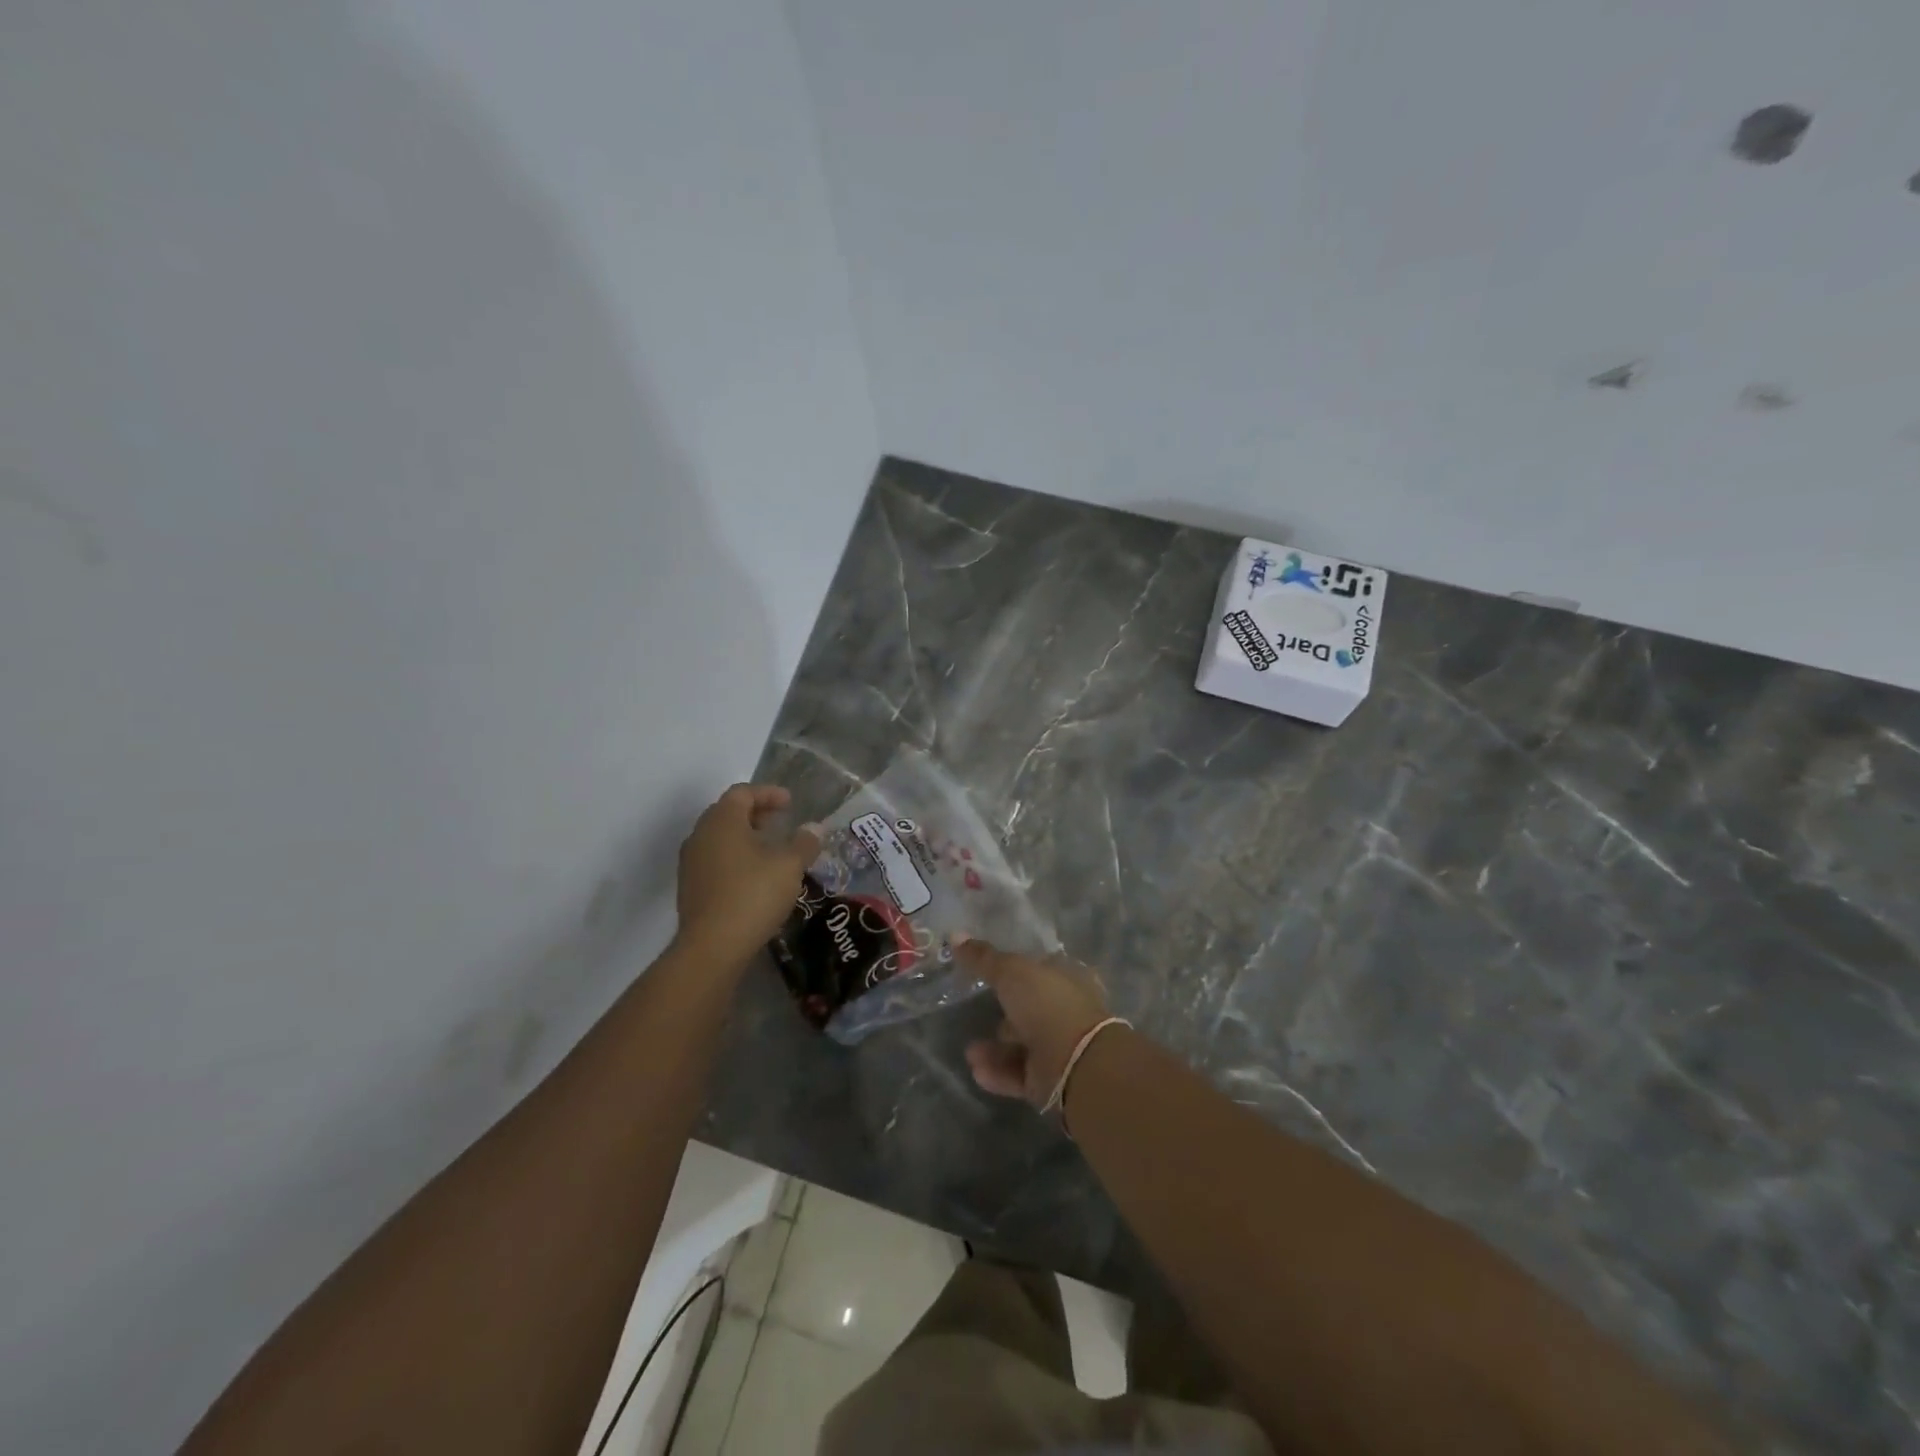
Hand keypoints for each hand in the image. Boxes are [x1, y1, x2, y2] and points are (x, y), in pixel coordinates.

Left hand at [676, 784, 820, 968]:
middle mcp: (700, 835)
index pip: (743, 793)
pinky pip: (714, 860)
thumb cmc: (753, 895)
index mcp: (722, 821)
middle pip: (727, 813)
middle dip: (755, 813)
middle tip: (780, 822)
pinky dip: (735, 858)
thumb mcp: (789, 866)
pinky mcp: (690, 888)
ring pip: (719, 838)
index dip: (768, 793)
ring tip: (770, 850)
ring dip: (744, 837)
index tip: (790, 802)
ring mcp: (691, 863)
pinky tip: (754, 876)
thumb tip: (815, 828)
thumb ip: (804, 843)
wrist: (712, 947)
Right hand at [958, 939, 1111, 1109]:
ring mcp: (1060, 1046)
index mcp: (1067, 977)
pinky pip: (1019, 1072)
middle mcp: (1066, 1010)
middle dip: (1001, 1015)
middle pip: (1029, 1009)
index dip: (1015, 970)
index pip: (1039, 970)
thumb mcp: (1010, 971)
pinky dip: (999, 1072)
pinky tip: (978, 1070)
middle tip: (976, 1014)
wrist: (1076, 1064)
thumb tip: (955, 934)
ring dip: (994, 1049)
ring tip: (971, 1053)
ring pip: (1021, 1044)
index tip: (987, 974)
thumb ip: (983, 958)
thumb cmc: (1047, 1004)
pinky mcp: (1052, 1080)